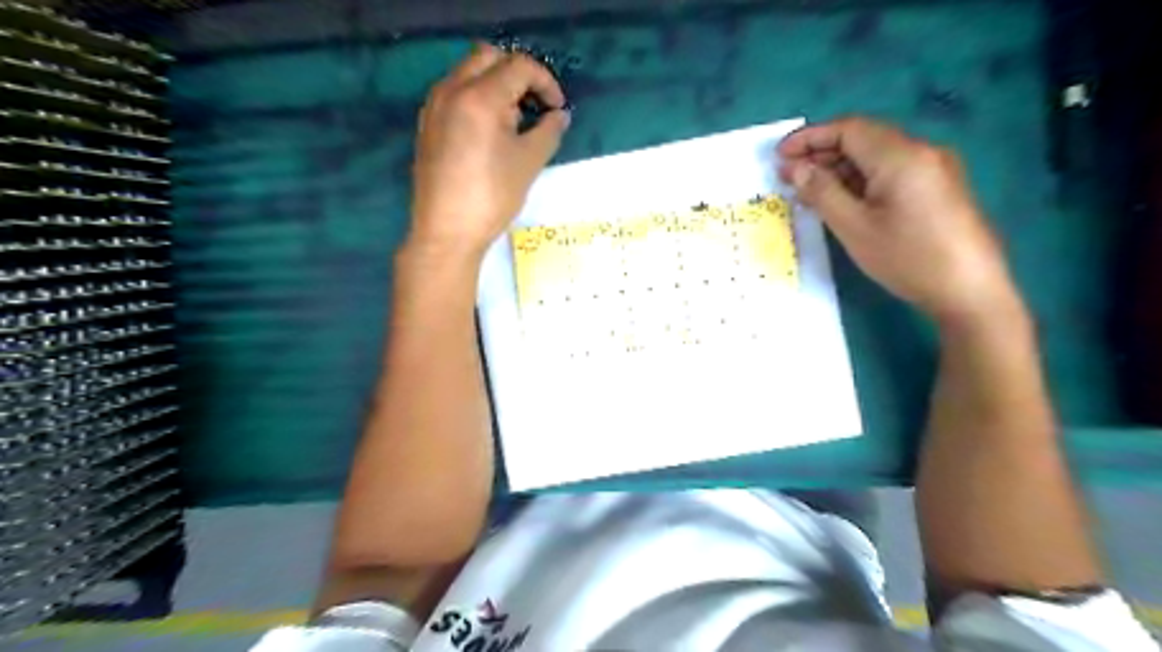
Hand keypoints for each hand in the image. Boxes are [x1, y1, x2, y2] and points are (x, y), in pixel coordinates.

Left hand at [409, 39, 570, 260]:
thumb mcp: (529, 163)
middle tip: (535, 106)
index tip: (557, 109)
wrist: (446, 232)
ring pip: (468, 72)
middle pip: (489, 57)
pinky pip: (454, 93)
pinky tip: (489, 131)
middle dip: (518, 75)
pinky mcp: (427, 124)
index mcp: (480, 97)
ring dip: (496, 84)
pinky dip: (476, 97)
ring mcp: (434, 106)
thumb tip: (559, 115)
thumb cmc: (492, 197)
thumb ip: (549, 131)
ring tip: (514, 120)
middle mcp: (452, 90)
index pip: (519, 66)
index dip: (545, 82)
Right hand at [781, 117, 1018, 326]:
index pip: (848, 128)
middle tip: (788, 176)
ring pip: (877, 157)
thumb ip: (822, 192)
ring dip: (840, 168)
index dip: (809, 137)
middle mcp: (921, 151)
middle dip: (822, 153)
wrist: (970, 290)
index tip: (779, 155)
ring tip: (809, 191)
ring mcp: (934, 169)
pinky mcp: (937, 187)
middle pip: (863, 139)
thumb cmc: (907, 258)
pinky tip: (842, 200)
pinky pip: (891, 172)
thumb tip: (795, 168)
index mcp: (901, 155)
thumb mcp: (854, 227)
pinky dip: (860, 180)